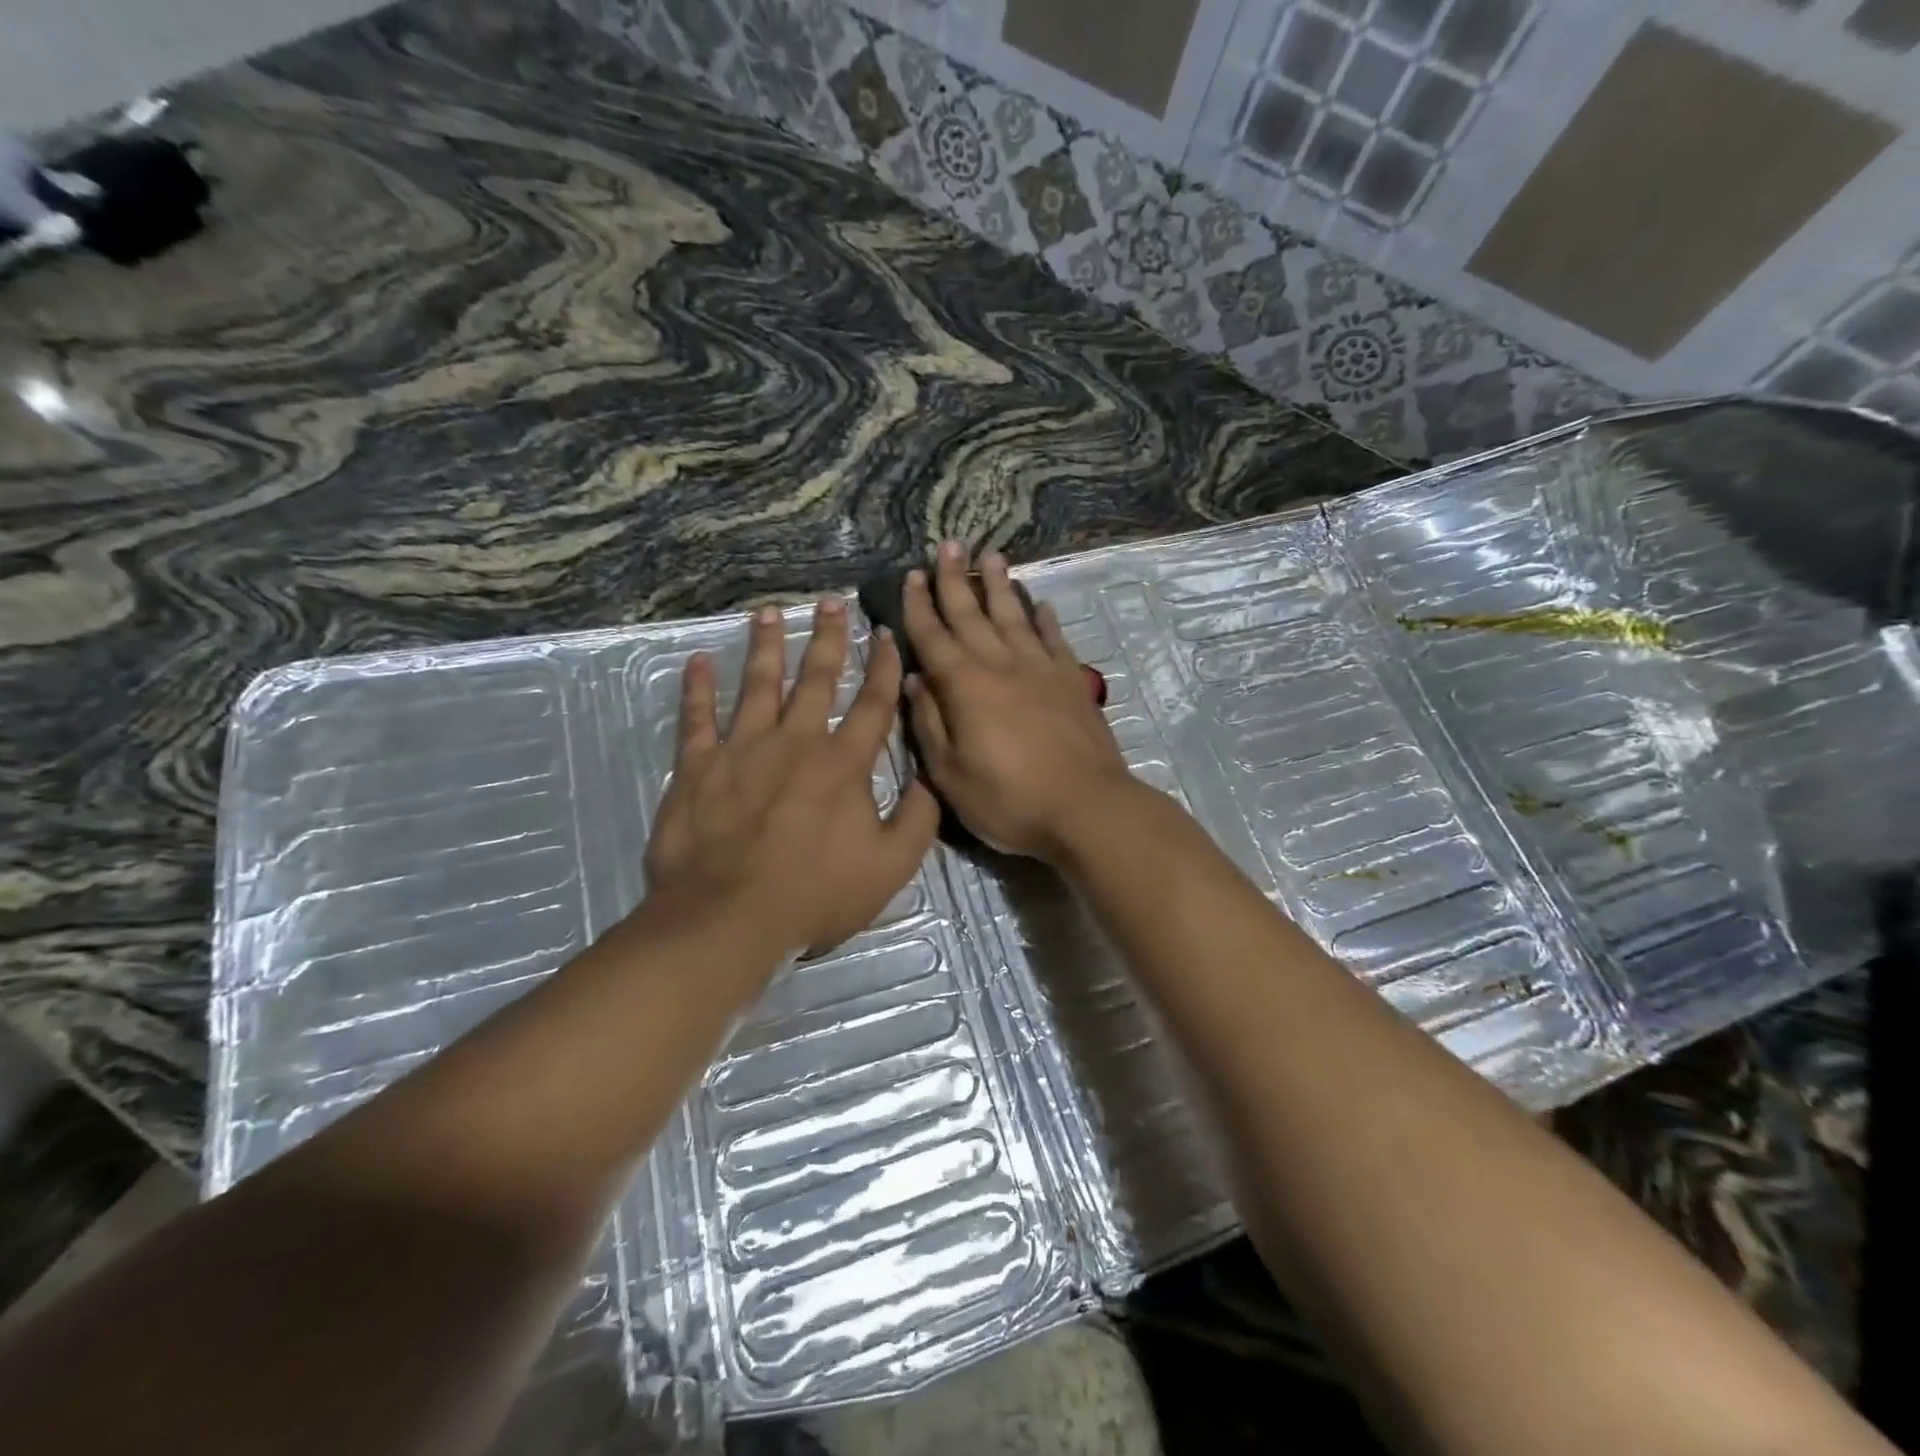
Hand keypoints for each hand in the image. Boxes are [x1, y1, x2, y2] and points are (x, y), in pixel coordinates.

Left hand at [644, 598, 939, 960]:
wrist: (728, 918)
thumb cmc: (815, 894)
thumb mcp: (890, 867)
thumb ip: (918, 819)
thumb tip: (931, 778)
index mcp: (843, 763)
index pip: (872, 703)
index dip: (882, 666)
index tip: (886, 633)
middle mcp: (796, 741)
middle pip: (816, 678)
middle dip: (828, 637)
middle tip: (832, 601)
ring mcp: (742, 748)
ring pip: (758, 683)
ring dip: (766, 645)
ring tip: (769, 611)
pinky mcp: (698, 766)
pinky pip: (696, 717)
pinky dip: (697, 687)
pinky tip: (697, 660)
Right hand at [903, 544, 1134, 861]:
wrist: (1086, 808)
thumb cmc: (1009, 800)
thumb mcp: (950, 775)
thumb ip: (929, 725)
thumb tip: (915, 680)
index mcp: (964, 686)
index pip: (933, 636)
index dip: (918, 605)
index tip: (911, 575)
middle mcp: (1001, 665)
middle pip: (972, 613)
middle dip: (955, 579)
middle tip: (947, 544)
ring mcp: (1041, 669)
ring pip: (1014, 615)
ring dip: (999, 585)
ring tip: (991, 555)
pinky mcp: (1072, 681)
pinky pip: (1054, 639)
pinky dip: (1045, 619)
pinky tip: (1040, 604)